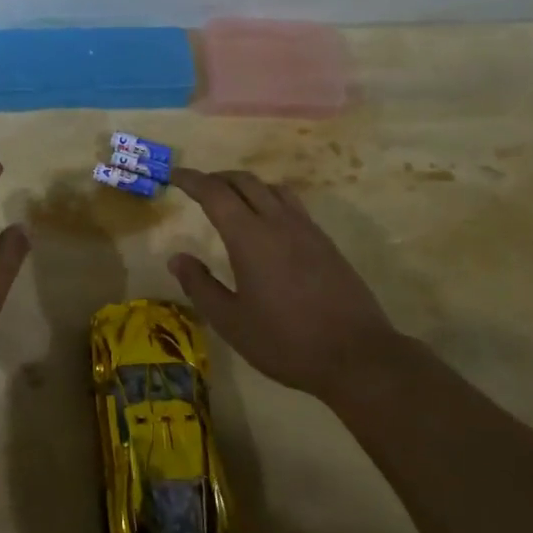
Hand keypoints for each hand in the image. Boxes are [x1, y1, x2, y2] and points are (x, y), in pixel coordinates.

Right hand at [168, 168, 396, 396]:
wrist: (358, 357)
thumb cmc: (286, 342)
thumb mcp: (231, 322)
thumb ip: (200, 286)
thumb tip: (177, 258)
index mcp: (250, 237)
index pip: (214, 192)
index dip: (191, 179)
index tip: (174, 175)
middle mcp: (278, 222)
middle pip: (244, 181)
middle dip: (217, 178)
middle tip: (197, 188)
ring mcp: (307, 230)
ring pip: (272, 188)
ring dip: (246, 186)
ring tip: (232, 201)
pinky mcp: (326, 243)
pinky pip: (292, 204)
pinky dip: (270, 200)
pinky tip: (268, 224)